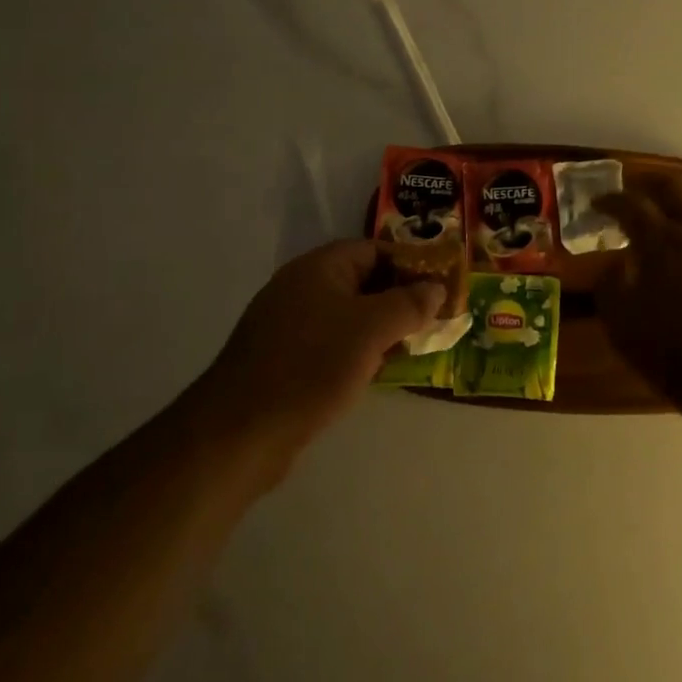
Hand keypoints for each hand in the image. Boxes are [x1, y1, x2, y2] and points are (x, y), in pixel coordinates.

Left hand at [201, 240, 443, 456]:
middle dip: (399, 299)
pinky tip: (375, 372)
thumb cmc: (311, 366)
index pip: (375, 250)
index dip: (410, 265)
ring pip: (348, 315)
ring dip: (380, 328)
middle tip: (433, 320)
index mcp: (319, 267)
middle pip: (362, 281)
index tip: (441, 287)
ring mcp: (289, 324)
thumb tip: (436, 288)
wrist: (240, 432)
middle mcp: (301, 287)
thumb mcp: (371, 329)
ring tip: (412, 347)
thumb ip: (409, 304)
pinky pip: (331, 342)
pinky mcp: (283, 358)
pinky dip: (357, 350)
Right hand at [599, 177, 681, 405]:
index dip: (610, 200)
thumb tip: (617, 265)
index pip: (631, 204)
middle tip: (637, 196)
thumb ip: (610, 286)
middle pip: (675, 187)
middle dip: (651, 186)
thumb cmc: (673, 352)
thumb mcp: (621, 324)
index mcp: (661, 240)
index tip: (597, 204)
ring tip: (678, 203)